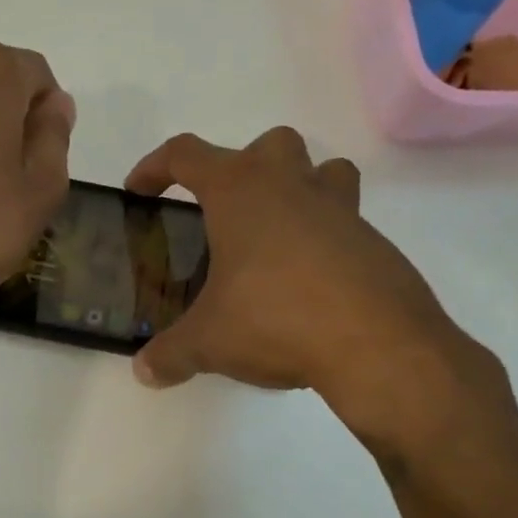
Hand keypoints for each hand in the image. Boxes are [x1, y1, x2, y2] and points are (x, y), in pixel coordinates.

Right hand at [125, 127, 500, 449]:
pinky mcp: (373, 242)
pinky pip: (344, 221)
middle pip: (265, 145)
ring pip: (321, 169)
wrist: (377, 345)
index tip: (139, 190)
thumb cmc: (275, 320)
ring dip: (296, 188)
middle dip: (239, 167)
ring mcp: (340, 209)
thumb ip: (169, 353)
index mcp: (240, 192)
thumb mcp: (208, 342)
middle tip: (222, 214)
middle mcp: (291, 186)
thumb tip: (144, 371)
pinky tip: (306, 284)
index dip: (155, 167)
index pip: (185, 155)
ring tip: (273, 236)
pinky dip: (322, 238)